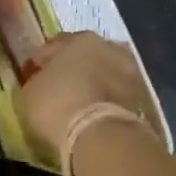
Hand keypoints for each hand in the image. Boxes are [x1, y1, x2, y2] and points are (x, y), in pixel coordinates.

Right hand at [20, 31, 160, 156]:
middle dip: (74, 68)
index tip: (33, 73)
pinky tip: (96, 115)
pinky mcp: (144, 99)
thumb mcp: (31, 92)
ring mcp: (132, 72)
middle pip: (86, 56)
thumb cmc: (58, 105)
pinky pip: (117, 95)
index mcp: (80, 39)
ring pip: (106, 74)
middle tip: (60, 86)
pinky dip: (107, 101)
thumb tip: (42, 82)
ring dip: (95, 84)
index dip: (42, 60)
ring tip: (80, 103)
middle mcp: (110, 48)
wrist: (102, 136)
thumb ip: (37, 81)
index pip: (55, 45)